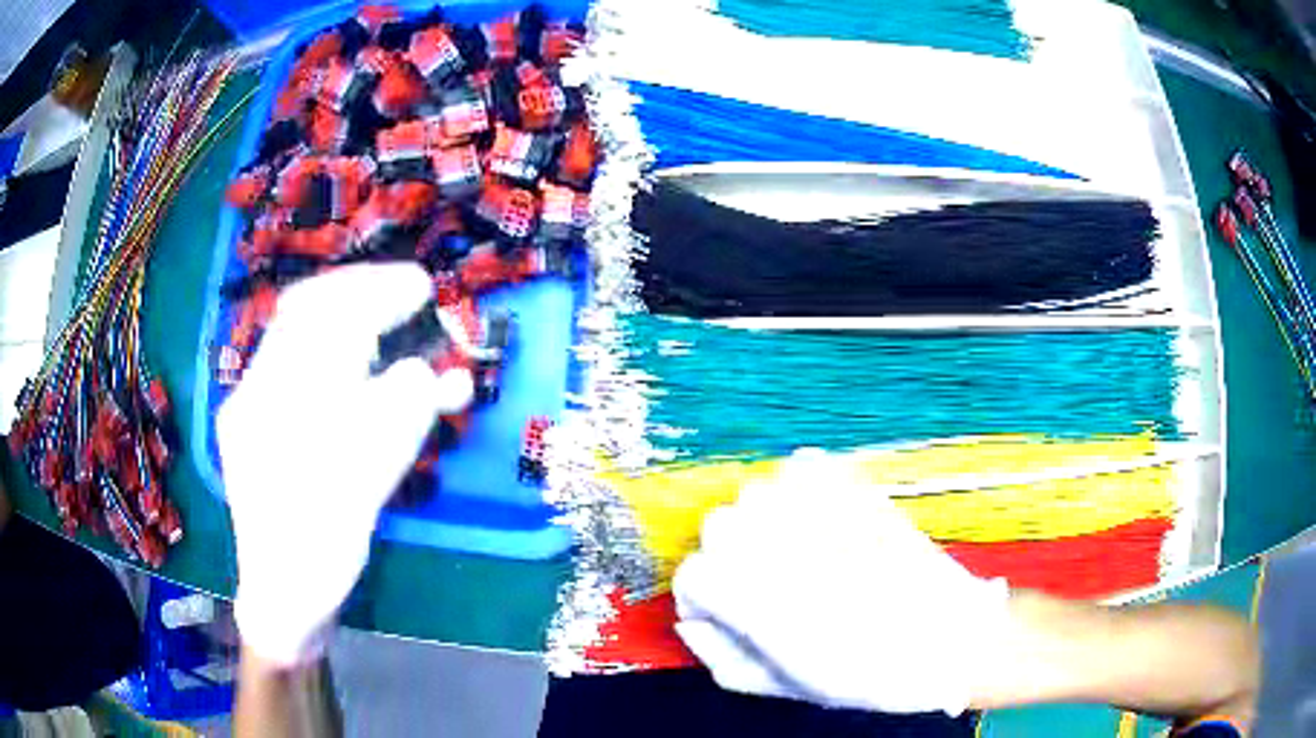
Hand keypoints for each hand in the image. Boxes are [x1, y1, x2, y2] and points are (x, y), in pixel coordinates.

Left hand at [219, 264, 472, 666]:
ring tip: (382, 310)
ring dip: (340, 310)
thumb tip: (425, 371)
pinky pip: (285, 358)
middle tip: (405, 287)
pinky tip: (350, 354)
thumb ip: (398, 418)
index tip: (421, 287)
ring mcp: (246, 402)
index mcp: (281, 408)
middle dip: (358, 289)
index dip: (376, 294)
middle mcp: (254, 391)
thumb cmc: (326, 548)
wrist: (281, 594)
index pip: (326, 322)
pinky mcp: (248, 416)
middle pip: (302, 310)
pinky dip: (324, 342)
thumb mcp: (371, 485)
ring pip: (292, 331)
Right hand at [672, 450, 1010, 715]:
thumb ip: (722, 657)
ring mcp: (818, 504)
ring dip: (765, 522)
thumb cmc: (866, 674)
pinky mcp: (853, 482)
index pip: (692, 575)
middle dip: (732, 558)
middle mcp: (777, 541)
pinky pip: (800, 467)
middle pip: (717, 526)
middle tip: (770, 585)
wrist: (948, 637)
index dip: (705, 600)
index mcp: (755, 597)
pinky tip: (821, 519)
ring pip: (755, 494)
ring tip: (799, 551)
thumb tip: (690, 623)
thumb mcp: (784, 685)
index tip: (729, 614)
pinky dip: (799, 488)